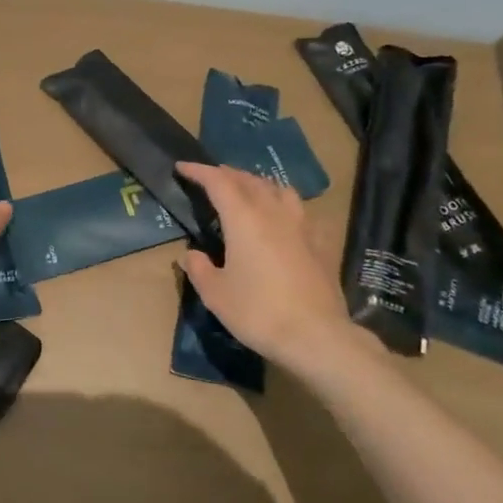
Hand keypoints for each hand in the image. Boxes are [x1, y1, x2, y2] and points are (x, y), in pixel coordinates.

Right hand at [176, 162, 371, 374]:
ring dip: (258, 183)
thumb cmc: (258, 312)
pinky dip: (285, 205)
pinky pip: (301, 211)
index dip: (199, 171)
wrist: (316, 336)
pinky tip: (284, 219)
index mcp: (243, 219)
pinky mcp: (320, 243)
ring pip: (279, 189)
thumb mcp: (216, 294)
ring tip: (248, 191)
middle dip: (227, 174)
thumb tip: (191, 254)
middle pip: (249, 180)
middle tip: (211, 178)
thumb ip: (199, 268)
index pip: (218, 182)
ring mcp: (301, 226)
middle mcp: (273, 213)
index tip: (182, 167)